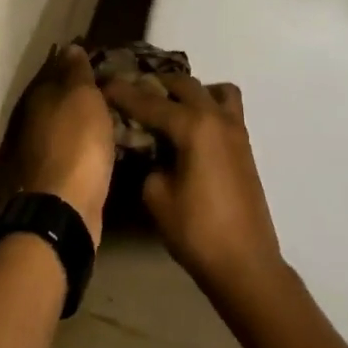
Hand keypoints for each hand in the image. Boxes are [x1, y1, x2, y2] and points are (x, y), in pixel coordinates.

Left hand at [15, 46, 115, 244]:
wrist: (66, 207)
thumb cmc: (77, 144)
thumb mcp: (82, 98)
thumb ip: (77, 72)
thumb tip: (70, 46)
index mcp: (41, 96)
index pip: (60, 66)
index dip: (81, 60)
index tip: (107, 57)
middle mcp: (37, 119)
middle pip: (64, 95)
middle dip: (86, 89)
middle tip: (120, 83)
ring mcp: (46, 148)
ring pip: (71, 122)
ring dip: (90, 116)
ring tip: (121, 109)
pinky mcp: (59, 173)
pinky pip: (79, 146)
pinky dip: (92, 140)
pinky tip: (111, 139)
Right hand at [101, 73, 282, 296]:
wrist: (245, 263)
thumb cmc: (196, 231)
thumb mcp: (157, 197)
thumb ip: (148, 163)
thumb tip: (149, 151)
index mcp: (194, 126)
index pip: (150, 102)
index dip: (124, 93)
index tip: (103, 84)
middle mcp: (217, 118)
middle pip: (184, 85)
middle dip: (156, 85)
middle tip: (131, 92)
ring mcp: (236, 131)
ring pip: (214, 91)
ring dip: (189, 91)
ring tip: (167, 107)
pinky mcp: (244, 146)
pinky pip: (226, 109)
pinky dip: (207, 106)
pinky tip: (189, 130)